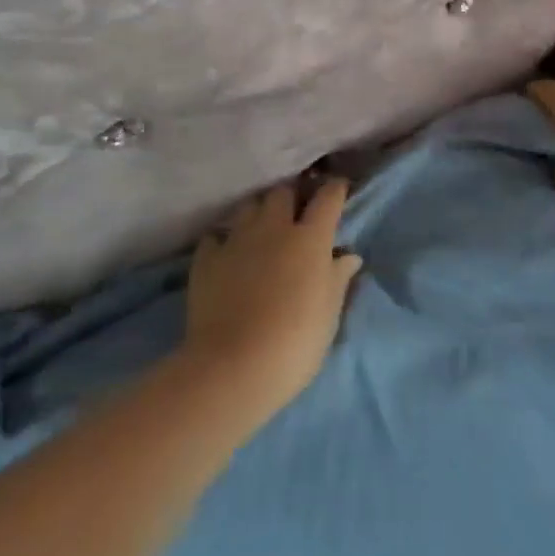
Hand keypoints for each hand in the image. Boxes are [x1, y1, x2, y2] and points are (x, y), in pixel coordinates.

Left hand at [184, 180, 361, 420]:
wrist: (234, 367)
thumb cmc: (296, 342)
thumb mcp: (329, 313)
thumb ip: (338, 278)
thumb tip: (348, 256)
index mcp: (310, 239)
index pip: (327, 198)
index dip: (335, 189)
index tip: (338, 187)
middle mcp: (273, 228)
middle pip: (283, 192)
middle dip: (292, 195)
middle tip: (297, 209)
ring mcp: (236, 241)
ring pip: (248, 207)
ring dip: (259, 212)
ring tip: (262, 228)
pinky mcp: (206, 260)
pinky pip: (216, 236)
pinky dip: (224, 240)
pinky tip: (227, 253)